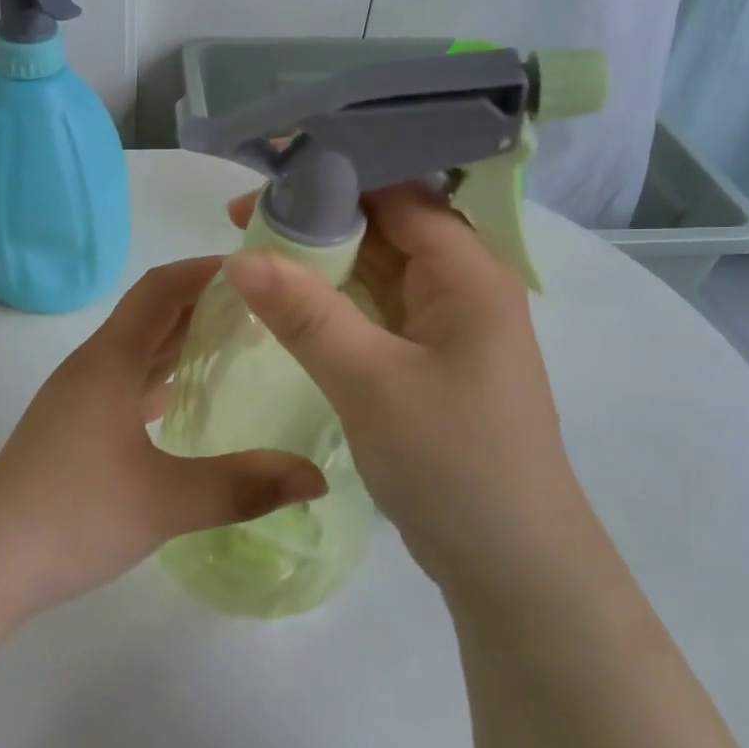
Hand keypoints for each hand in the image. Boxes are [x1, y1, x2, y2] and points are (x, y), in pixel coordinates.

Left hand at [0, 257, 327, 621]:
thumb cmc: (73, 517)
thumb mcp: (166, 502)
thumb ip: (244, 486)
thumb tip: (318, 477)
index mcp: (109, 362)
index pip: (160, 289)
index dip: (205, 270)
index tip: (257, 270)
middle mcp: (93, 366)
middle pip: (152, 313)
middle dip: (204, 301)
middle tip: (264, 308)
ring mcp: (81, 396)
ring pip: (139, 348)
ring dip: (183, 337)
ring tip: (239, 342)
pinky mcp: (77, 424)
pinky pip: (128, 379)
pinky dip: (164, 373)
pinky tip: (190, 394)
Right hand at [223, 186, 583, 609]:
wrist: (510, 566)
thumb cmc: (452, 463)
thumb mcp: (370, 382)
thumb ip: (305, 314)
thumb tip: (238, 256)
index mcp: (468, 273)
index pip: (397, 195)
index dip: (329, 181)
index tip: (261, 184)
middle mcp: (463, 286)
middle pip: (384, 227)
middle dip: (316, 218)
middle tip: (240, 222)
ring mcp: (446, 325)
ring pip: (376, 269)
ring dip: (320, 260)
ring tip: (251, 252)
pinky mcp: (429, 359)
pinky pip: (375, 310)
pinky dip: (333, 300)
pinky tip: (288, 300)